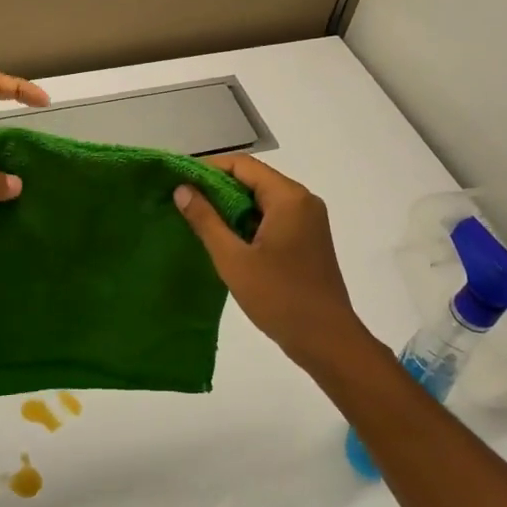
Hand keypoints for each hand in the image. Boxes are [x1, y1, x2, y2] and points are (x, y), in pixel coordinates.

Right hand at [174, 154, 370, 370]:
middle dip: (217, 188)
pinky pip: (272, 218)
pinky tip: (224, 239)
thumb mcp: (234, 259)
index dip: (208, 169)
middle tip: (183, 201)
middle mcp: (303, 201)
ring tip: (196, 220)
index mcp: (289, 198)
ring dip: (231, 207)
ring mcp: (308, 221)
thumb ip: (206, 220)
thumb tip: (182, 189)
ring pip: (262, 200)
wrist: (327, 341)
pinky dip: (248, 222)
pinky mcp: (308, 240)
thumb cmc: (279, 297)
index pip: (242, 165)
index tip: (179, 181)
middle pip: (253, 180)